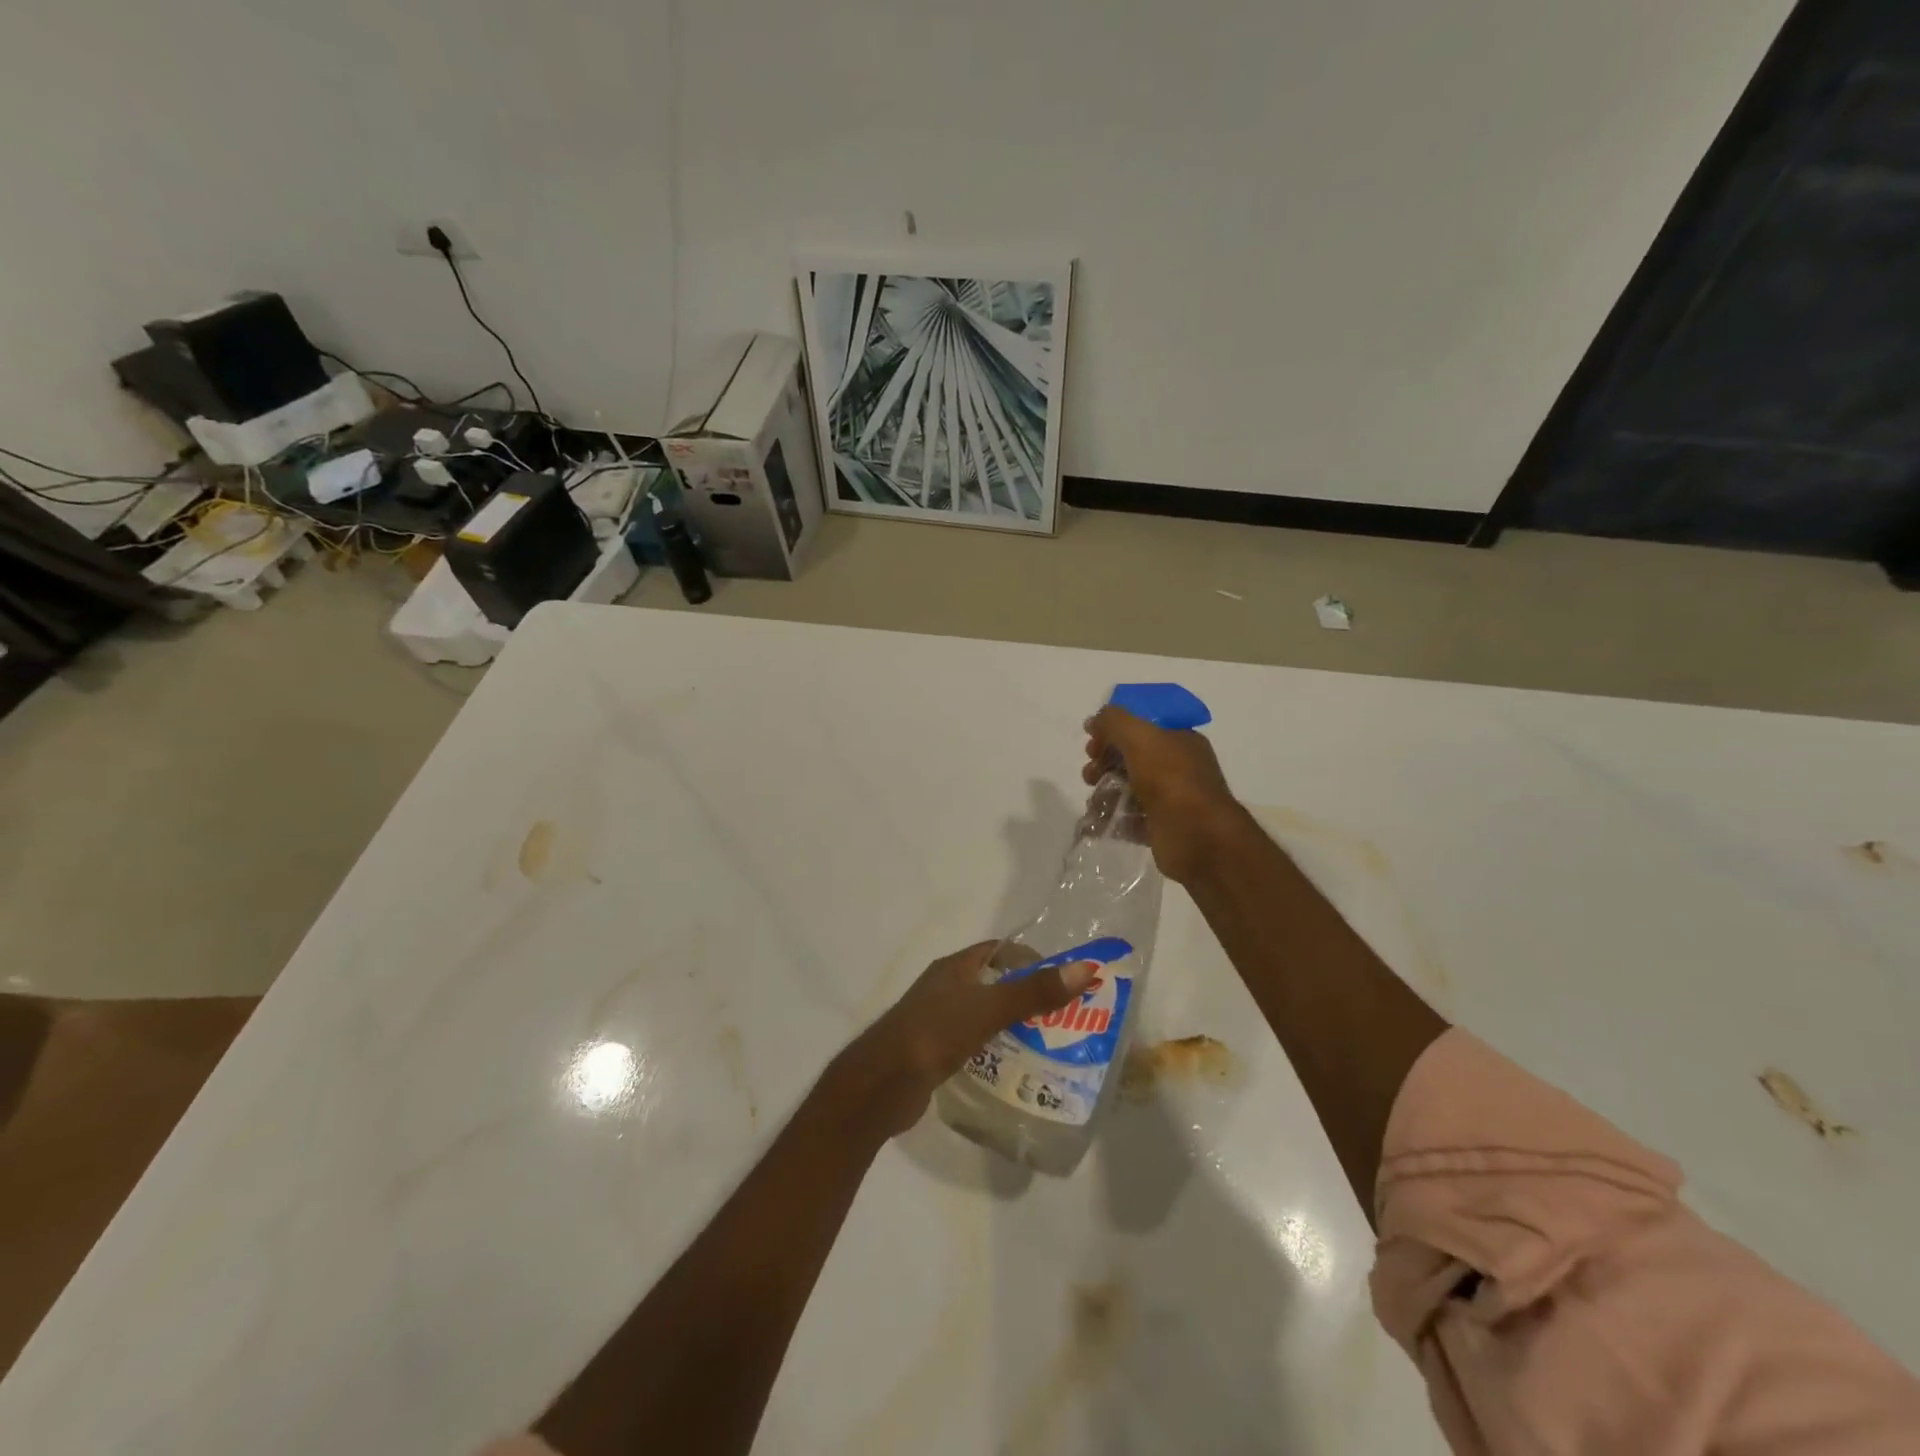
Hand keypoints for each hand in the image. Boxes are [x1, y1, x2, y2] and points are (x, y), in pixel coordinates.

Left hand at [844, 942, 1097, 1136]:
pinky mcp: (934, 1052)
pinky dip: (994, 1049)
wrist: (881, 1084)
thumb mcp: (988, 1009)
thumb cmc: (934, 1034)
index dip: (1030, 959)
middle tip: (1064, 1017)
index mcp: (954, 968)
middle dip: (1027, 996)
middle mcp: (945, 988)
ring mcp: (937, 1020)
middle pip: (993, 983)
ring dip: (1012, 1025)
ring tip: (1049, 1045)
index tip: (1062, 980)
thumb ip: (1034, 991)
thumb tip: (1085, 969)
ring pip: (984, 1015)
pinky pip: (973, 1043)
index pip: (998, 950)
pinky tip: (1014, 1068)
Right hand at [1084, 705, 1243, 883]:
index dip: (1113, 732)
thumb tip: (1094, 722)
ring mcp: (1170, 798)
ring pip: (1127, 790)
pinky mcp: (1161, 827)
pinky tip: (1098, 824)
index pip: (1141, 727)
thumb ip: (1113, 721)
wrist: (1197, 835)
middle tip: (1090, 775)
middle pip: (1131, 759)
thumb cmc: (1170, 778)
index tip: (1092, 743)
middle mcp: (1178, 767)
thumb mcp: (1139, 736)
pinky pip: (1130, 819)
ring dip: (1104, 793)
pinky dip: (1112, 819)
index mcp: (1179, 739)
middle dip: (1104, 764)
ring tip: (1095, 804)